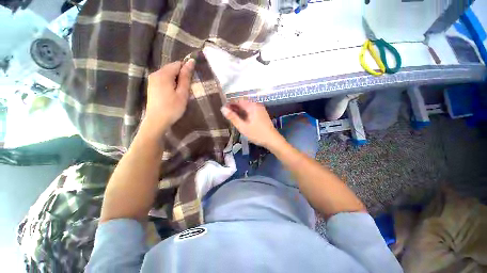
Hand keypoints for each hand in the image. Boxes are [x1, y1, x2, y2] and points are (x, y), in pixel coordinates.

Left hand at [144, 60, 194, 133]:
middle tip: (186, 90)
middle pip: (172, 68)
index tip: (190, 82)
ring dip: (176, 81)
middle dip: (181, 76)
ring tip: (180, 93)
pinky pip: (163, 79)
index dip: (186, 71)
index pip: (178, 64)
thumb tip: (191, 61)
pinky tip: (173, 94)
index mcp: (163, 74)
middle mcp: (155, 73)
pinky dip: (170, 83)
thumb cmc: (172, 108)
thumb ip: (186, 77)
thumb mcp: (182, 93)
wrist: (157, 121)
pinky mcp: (151, 86)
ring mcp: (152, 80)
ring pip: (168, 74)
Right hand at [221, 100, 281, 147]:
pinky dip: (245, 113)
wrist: (272, 140)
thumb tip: (223, 109)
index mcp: (252, 106)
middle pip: (243, 103)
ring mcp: (260, 109)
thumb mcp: (243, 127)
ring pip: (247, 107)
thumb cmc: (257, 134)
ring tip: (232, 117)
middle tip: (227, 114)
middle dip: (234, 107)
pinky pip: (251, 110)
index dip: (230, 104)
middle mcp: (257, 105)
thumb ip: (233, 117)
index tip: (223, 109)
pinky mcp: (262, 114)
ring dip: (240, 110)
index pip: (238, 101)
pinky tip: (242, 119)